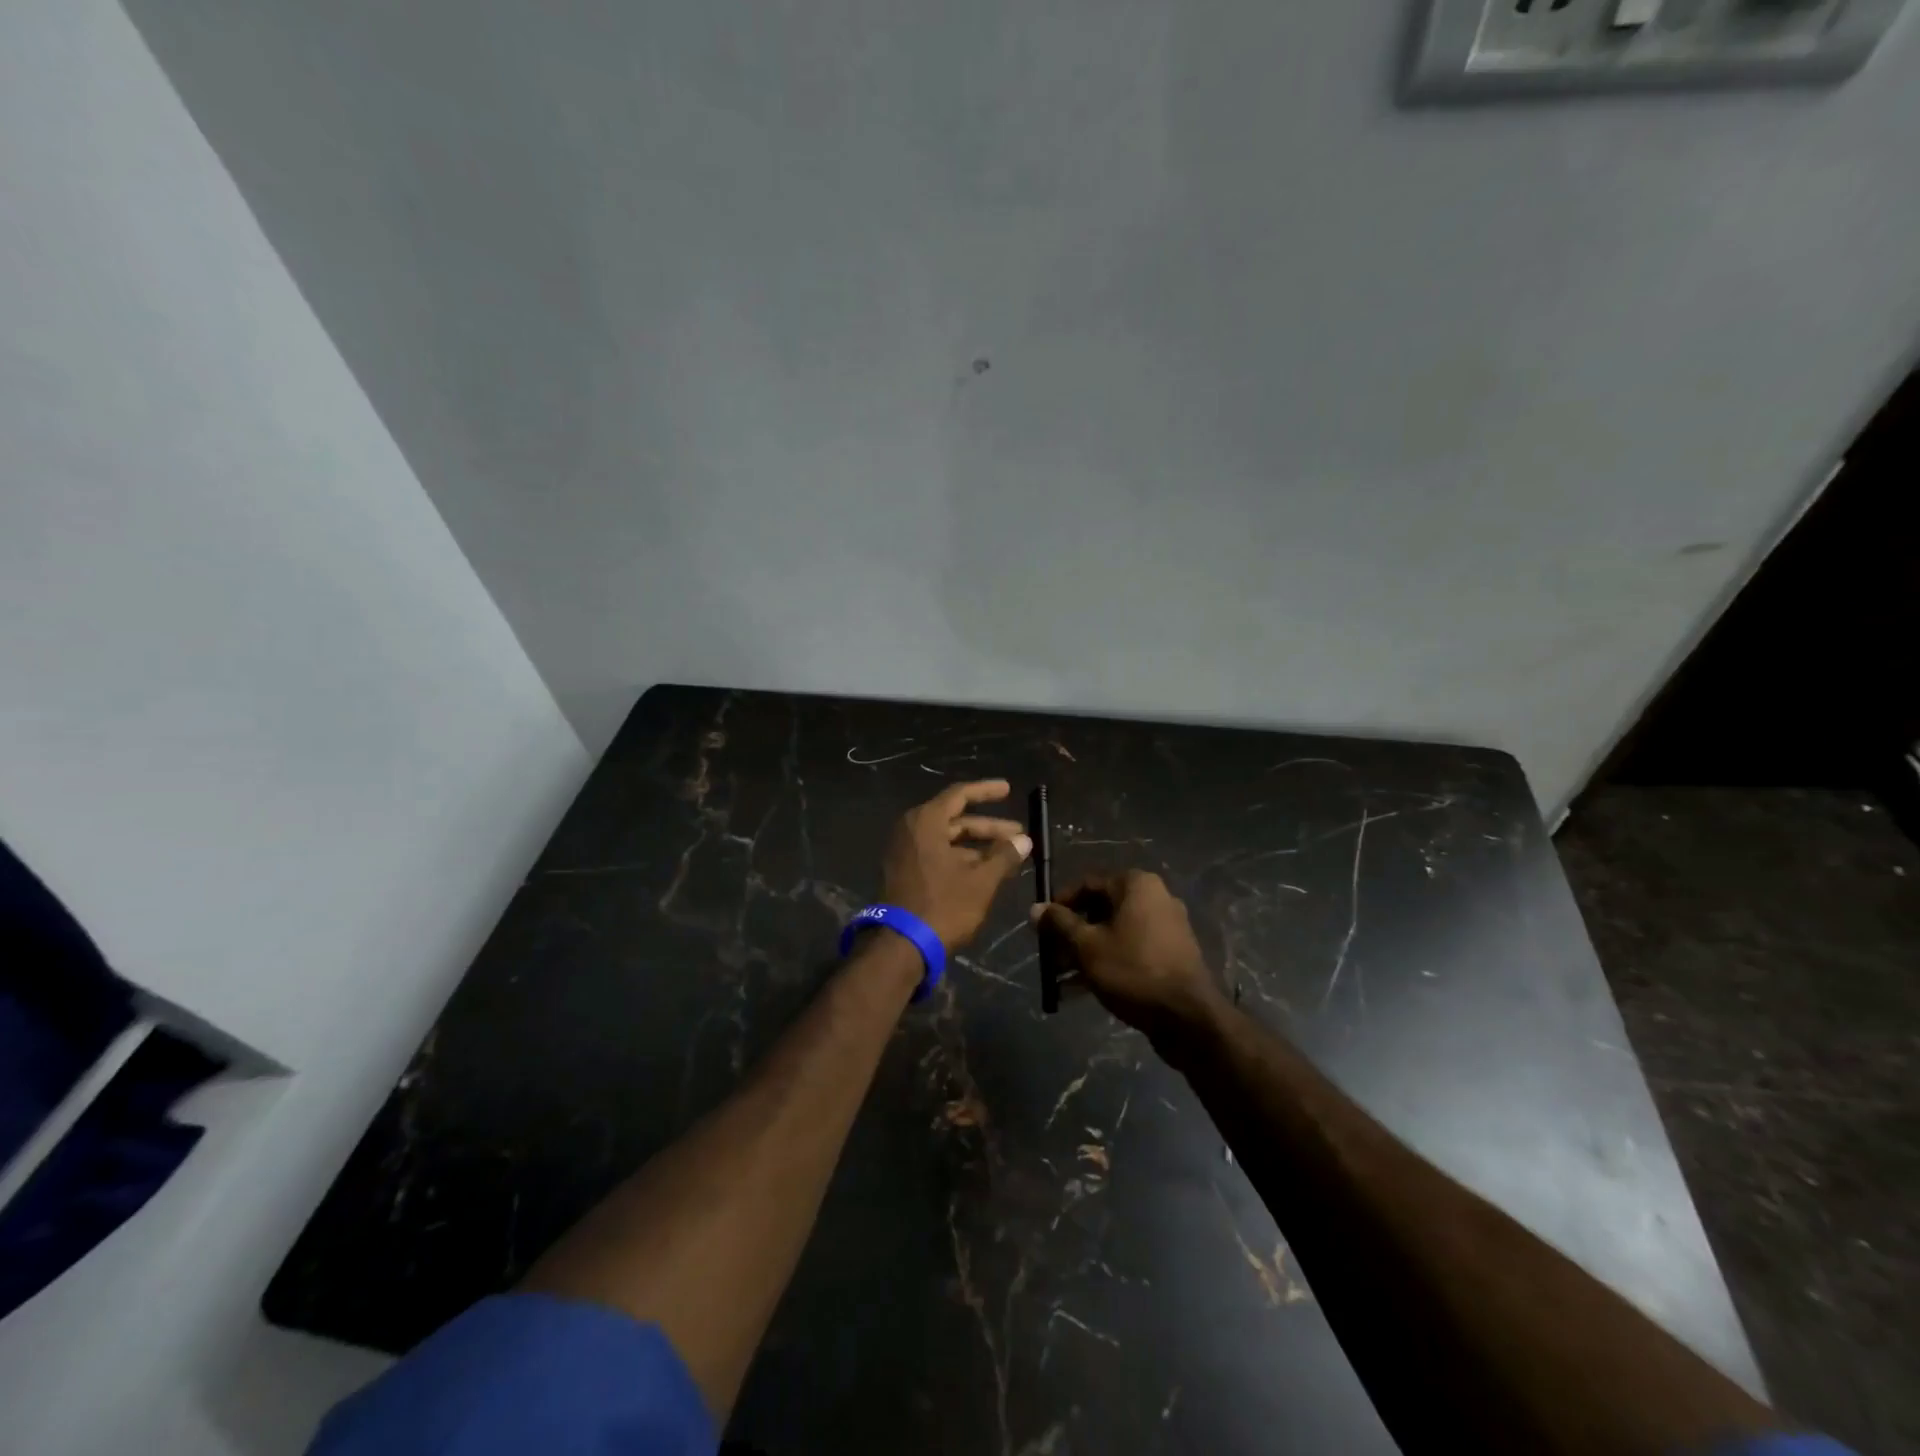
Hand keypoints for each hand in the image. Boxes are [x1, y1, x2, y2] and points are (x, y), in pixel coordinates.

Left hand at [881, 780, 1031, 949]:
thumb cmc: (943, 906)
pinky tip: (985, 871)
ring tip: (1008, 857)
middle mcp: (911, 829)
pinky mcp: (903, 872)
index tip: (1009, 790)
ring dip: (977, 846)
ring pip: (947, 840)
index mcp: (926, 821)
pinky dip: (960, 858)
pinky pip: (936, 854)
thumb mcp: (981, 881)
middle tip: (1019, 835)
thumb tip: (1024, 840)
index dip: (986, 791)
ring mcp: (904, 852)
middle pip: (955, 819)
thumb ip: (1004, 856)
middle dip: (989, 827)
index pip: (960, 794)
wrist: (900, 946)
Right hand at [1031, 871, 1229, 1056]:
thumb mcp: (1087, 946)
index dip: (1060, 904)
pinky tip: (1081, 990)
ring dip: (1085, 953)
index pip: (1087, 884)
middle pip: (1100, 909)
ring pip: (1114, 933)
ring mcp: (1166, 927)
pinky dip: (1107, 963)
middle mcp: (1155, 898)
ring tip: (1060, 979)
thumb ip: (1060, 924)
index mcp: (1137, 885)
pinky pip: (1130, 950)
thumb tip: (1036, 908)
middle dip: (1071, 934)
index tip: (1041, 927)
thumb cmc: (1133, 970)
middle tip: (1050, 955)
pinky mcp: (1170, 955)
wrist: (1188, 1018)